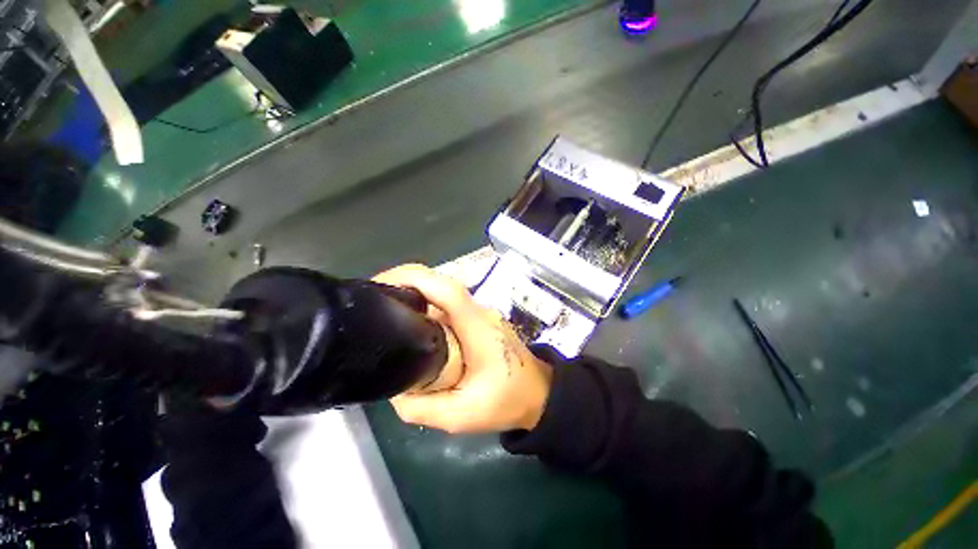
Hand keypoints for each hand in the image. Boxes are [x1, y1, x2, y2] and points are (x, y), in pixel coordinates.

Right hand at [373, 264, 552, 433]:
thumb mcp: (460, 417)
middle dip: (405, 284)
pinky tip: (412, 326)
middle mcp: (479, 312)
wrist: (538, 393)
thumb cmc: (507, 401)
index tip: (382, 282)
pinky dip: (427, 308)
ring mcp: (480, 313)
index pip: (447, 290)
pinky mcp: (478, 319)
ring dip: (415, 296)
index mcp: (477, 328)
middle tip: (375, 301)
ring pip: (443, 295)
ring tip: (387, 313)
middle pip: (441, 286)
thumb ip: (420, 407)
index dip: (414, 278)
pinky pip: (448, 307)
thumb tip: (395, 388)